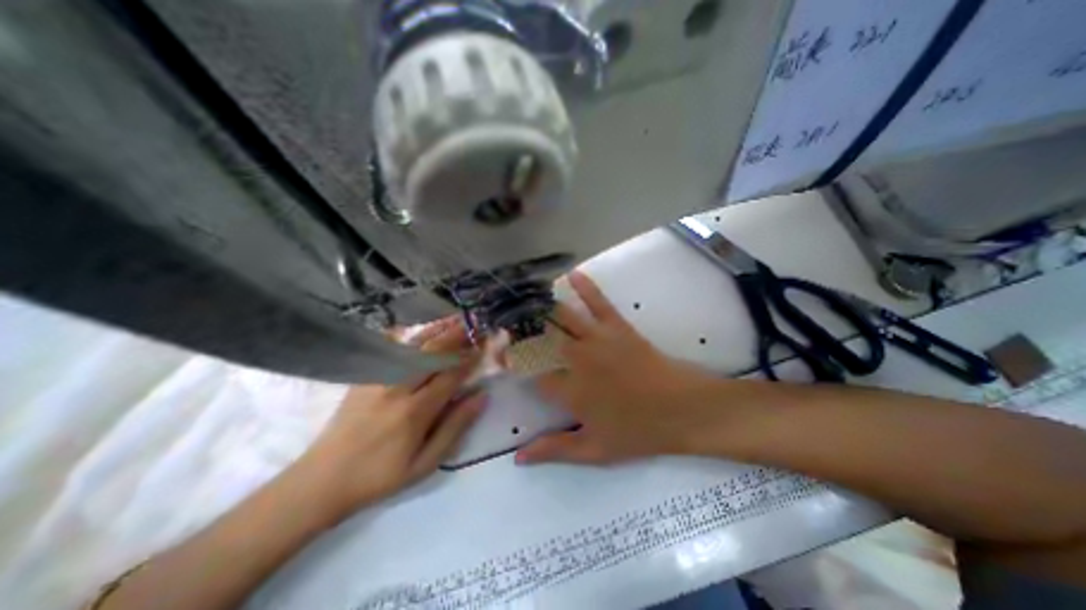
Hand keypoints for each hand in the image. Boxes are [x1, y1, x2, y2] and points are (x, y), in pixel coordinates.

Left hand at [295, 319, 482, 514]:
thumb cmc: (381, 475)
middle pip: (432, 353)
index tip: (484, 347)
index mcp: (415, 411)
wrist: (322, 480)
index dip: (470, 359)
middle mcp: (397, 388)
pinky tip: (420, 329)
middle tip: (474, 325)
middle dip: (456, 336)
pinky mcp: (364, 377)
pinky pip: (389, 349)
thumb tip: (481, 396)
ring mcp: (377, 379)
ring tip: (454, 319)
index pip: (451, 375)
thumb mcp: (426, 462)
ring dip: (437, 331)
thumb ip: (455, 426)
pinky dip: (409, 336)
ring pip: (413, 346)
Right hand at [515, 273, 732, 463]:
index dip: (515, 365)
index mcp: (570, 391)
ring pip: (563, 318)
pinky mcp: (618, 328)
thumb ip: (555, 450)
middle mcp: (578, 360)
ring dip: (543, 307)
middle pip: (542, 341)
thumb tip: (517, 458)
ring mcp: (598, 340)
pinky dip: (585, 288)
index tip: (500, 356)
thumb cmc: (639, 432)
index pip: (533, 374)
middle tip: (506, 321)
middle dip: (521, 330)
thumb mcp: (595, 450)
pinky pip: (598, 303)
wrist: (683, 409)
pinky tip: (572, 274)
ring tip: (526, 298)